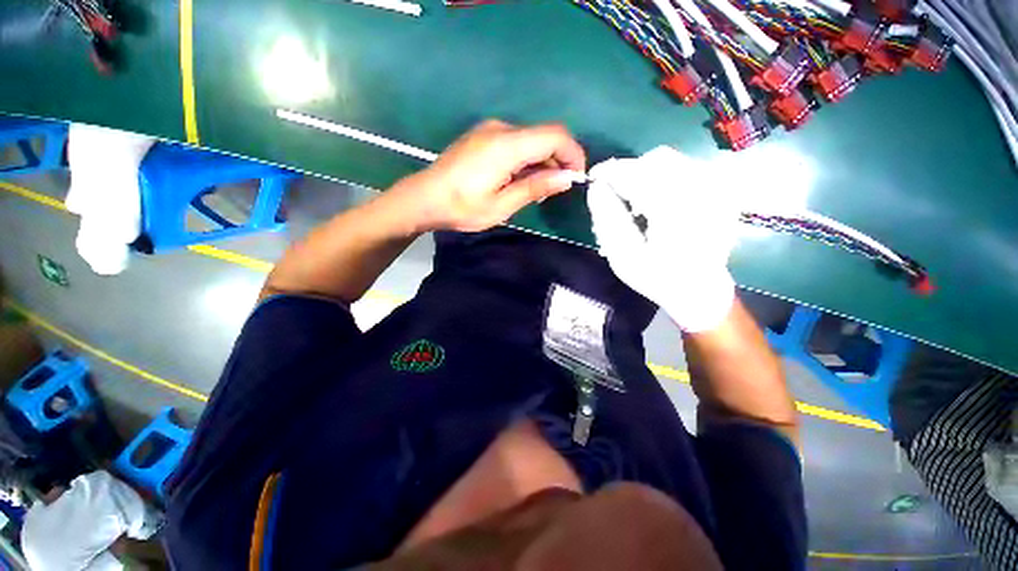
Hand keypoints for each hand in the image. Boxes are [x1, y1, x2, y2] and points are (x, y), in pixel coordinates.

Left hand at [397, 120, 586, 232]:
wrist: (423, 198)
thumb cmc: (461, 208)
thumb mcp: (501, 205)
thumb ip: (535, 187)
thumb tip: (566, 178)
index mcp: (506, 145)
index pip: (555, 136)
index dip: (573, 154)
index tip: (577, 178)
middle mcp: (500, 129)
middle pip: (544, 136)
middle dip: (559, 160)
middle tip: (556, 190)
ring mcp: (490, 130)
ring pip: (531, 139)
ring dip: (542, 161)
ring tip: (537, 190)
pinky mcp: (483, 137)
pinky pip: (516, 142)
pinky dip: (527, 159)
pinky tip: (520, 179)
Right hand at [587, 146, 738, 331]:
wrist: (700, 291)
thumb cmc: (658, 278)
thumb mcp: (624, 257)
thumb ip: (608, 220)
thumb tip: (596, 188)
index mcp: (677, 211)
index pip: (639, 174)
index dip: (612, 172)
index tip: (594, 178)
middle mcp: (703, 192)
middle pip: (658, 160)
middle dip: (630, 172)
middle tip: (615, 195)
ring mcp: (716, 190)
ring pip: (672, 162)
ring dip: (646, 175)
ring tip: (636, 202)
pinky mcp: (719, 191)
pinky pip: (685, 170)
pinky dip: (662, 179)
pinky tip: (655, 202)